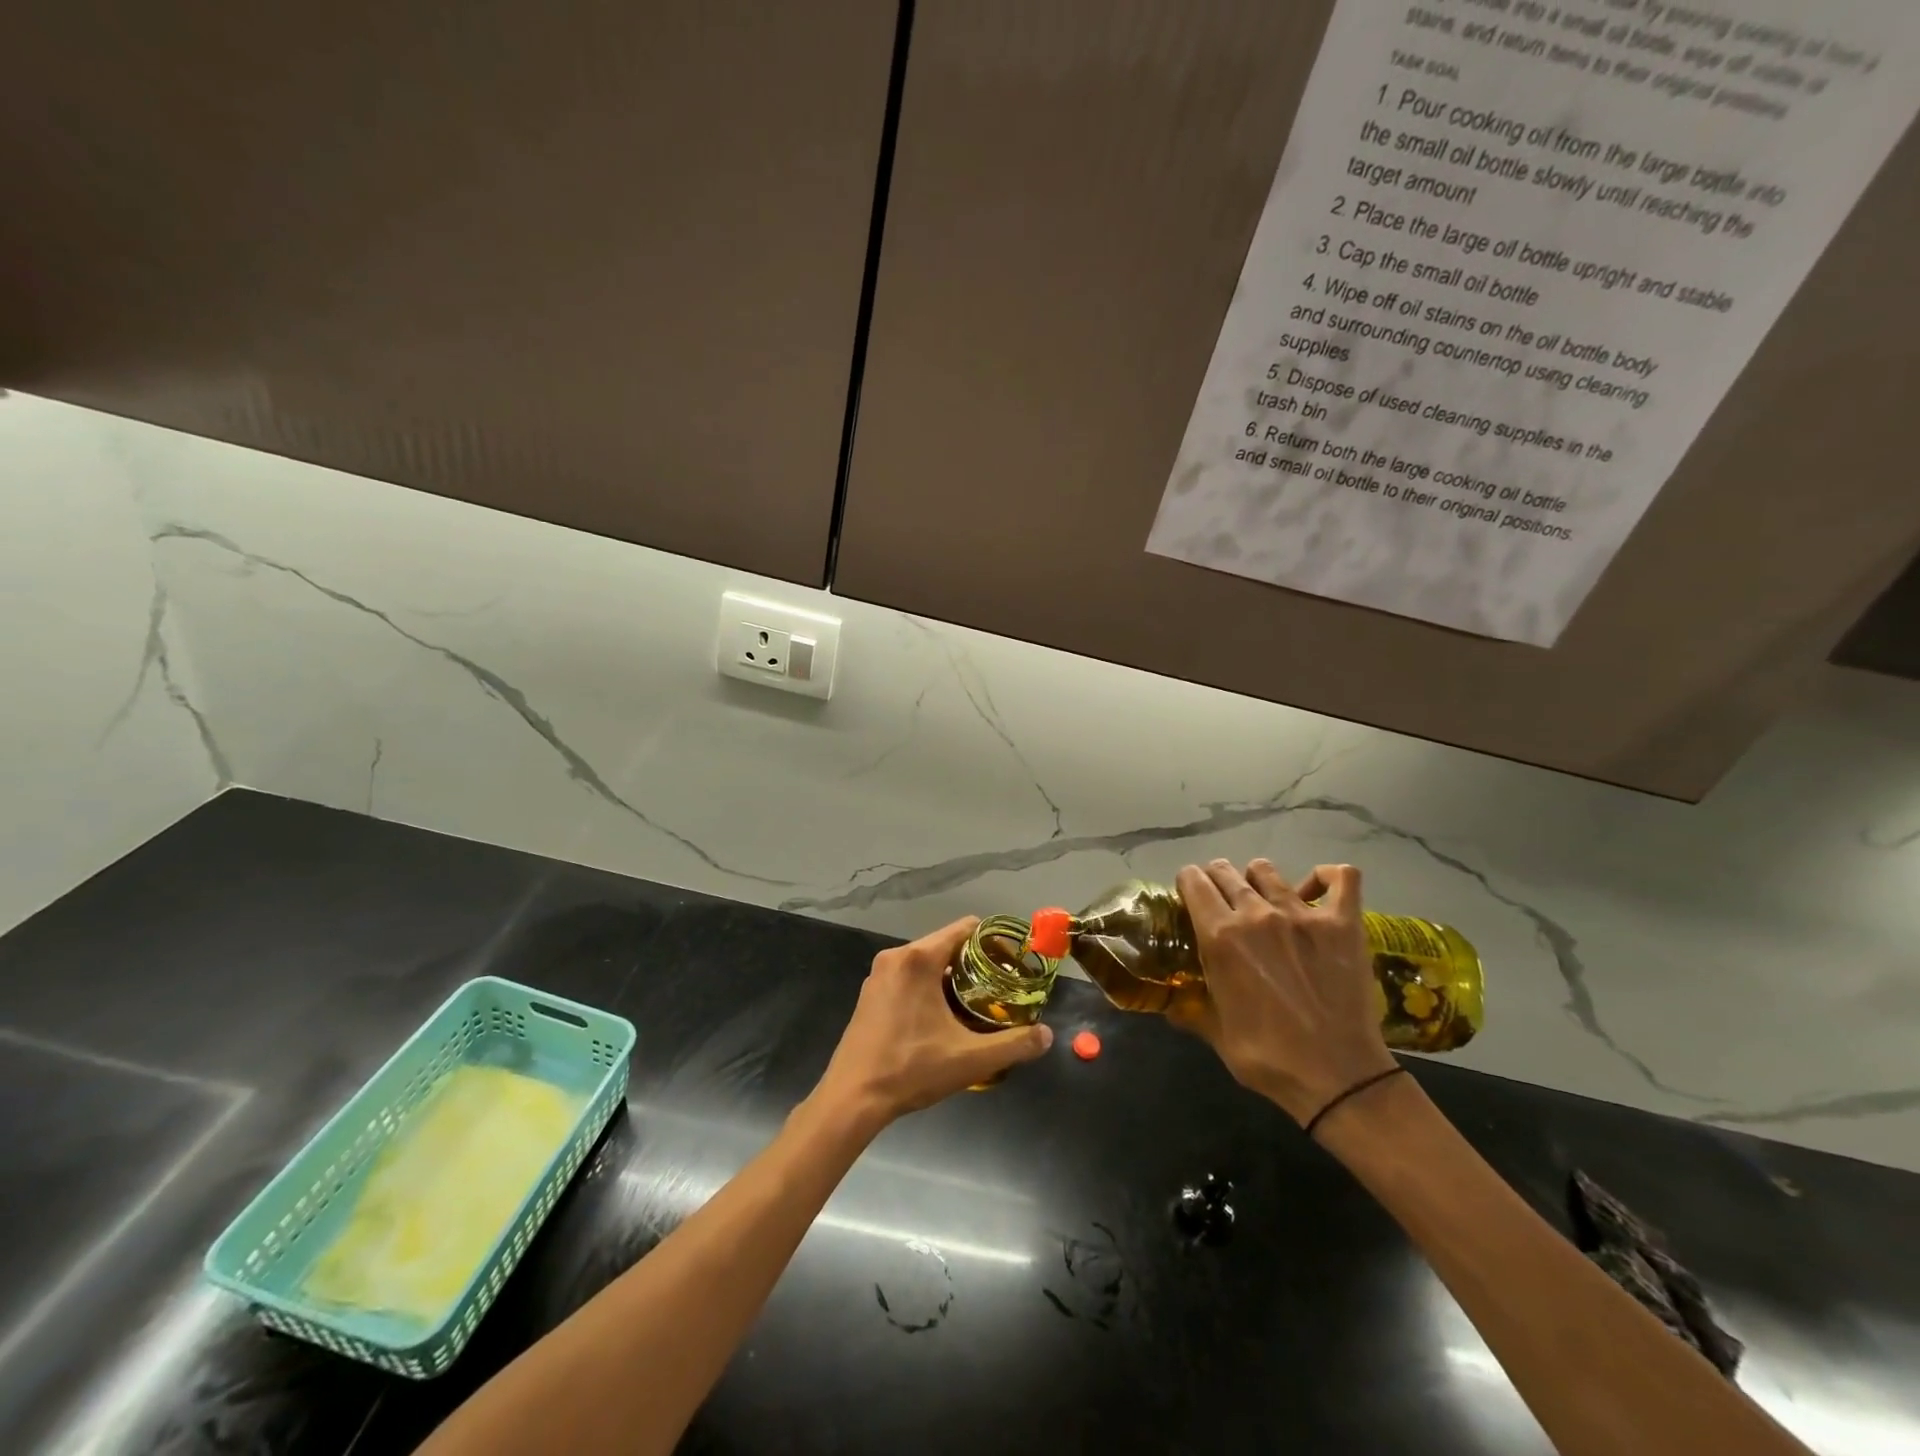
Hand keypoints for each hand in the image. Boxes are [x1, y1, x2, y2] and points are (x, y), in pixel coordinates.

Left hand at [813, 917, 1053, 1128]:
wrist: (852, 1098)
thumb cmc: (910, 1069)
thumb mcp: (970, 1059)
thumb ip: (1014, 1044)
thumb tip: (1048, 1036)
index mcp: (919, 959)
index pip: (965, 928)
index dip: (993, 940)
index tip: (1013, 962)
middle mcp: (897, 957)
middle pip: (946, 944)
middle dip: (975, 963)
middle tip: (1000, 988)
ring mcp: (879, 974)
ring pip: (926, 962)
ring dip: (952, 977)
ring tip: (977, 1003)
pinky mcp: (870, 993)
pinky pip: (908, 976)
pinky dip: (929, 986)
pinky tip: (942, 1017)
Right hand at [1169, 859, 1396, 1128]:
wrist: (1339, 1078)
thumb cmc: (1268, 1058)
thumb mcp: (1215, 1033)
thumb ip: (1190, 1008)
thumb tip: (1168, 1006)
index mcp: (1220, 936)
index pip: (1192, 881)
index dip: (1187, 885)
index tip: (1190, 898)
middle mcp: (1256, 914)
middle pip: (1225, 871)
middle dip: (1217, 880)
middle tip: (1222, 902)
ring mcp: (1302, 914)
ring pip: (1267, 871)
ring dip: (1257, 880)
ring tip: (1263, 900)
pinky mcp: (1342, 923)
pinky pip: (1341, 878)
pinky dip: (1326, 877)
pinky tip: (1318, 890)